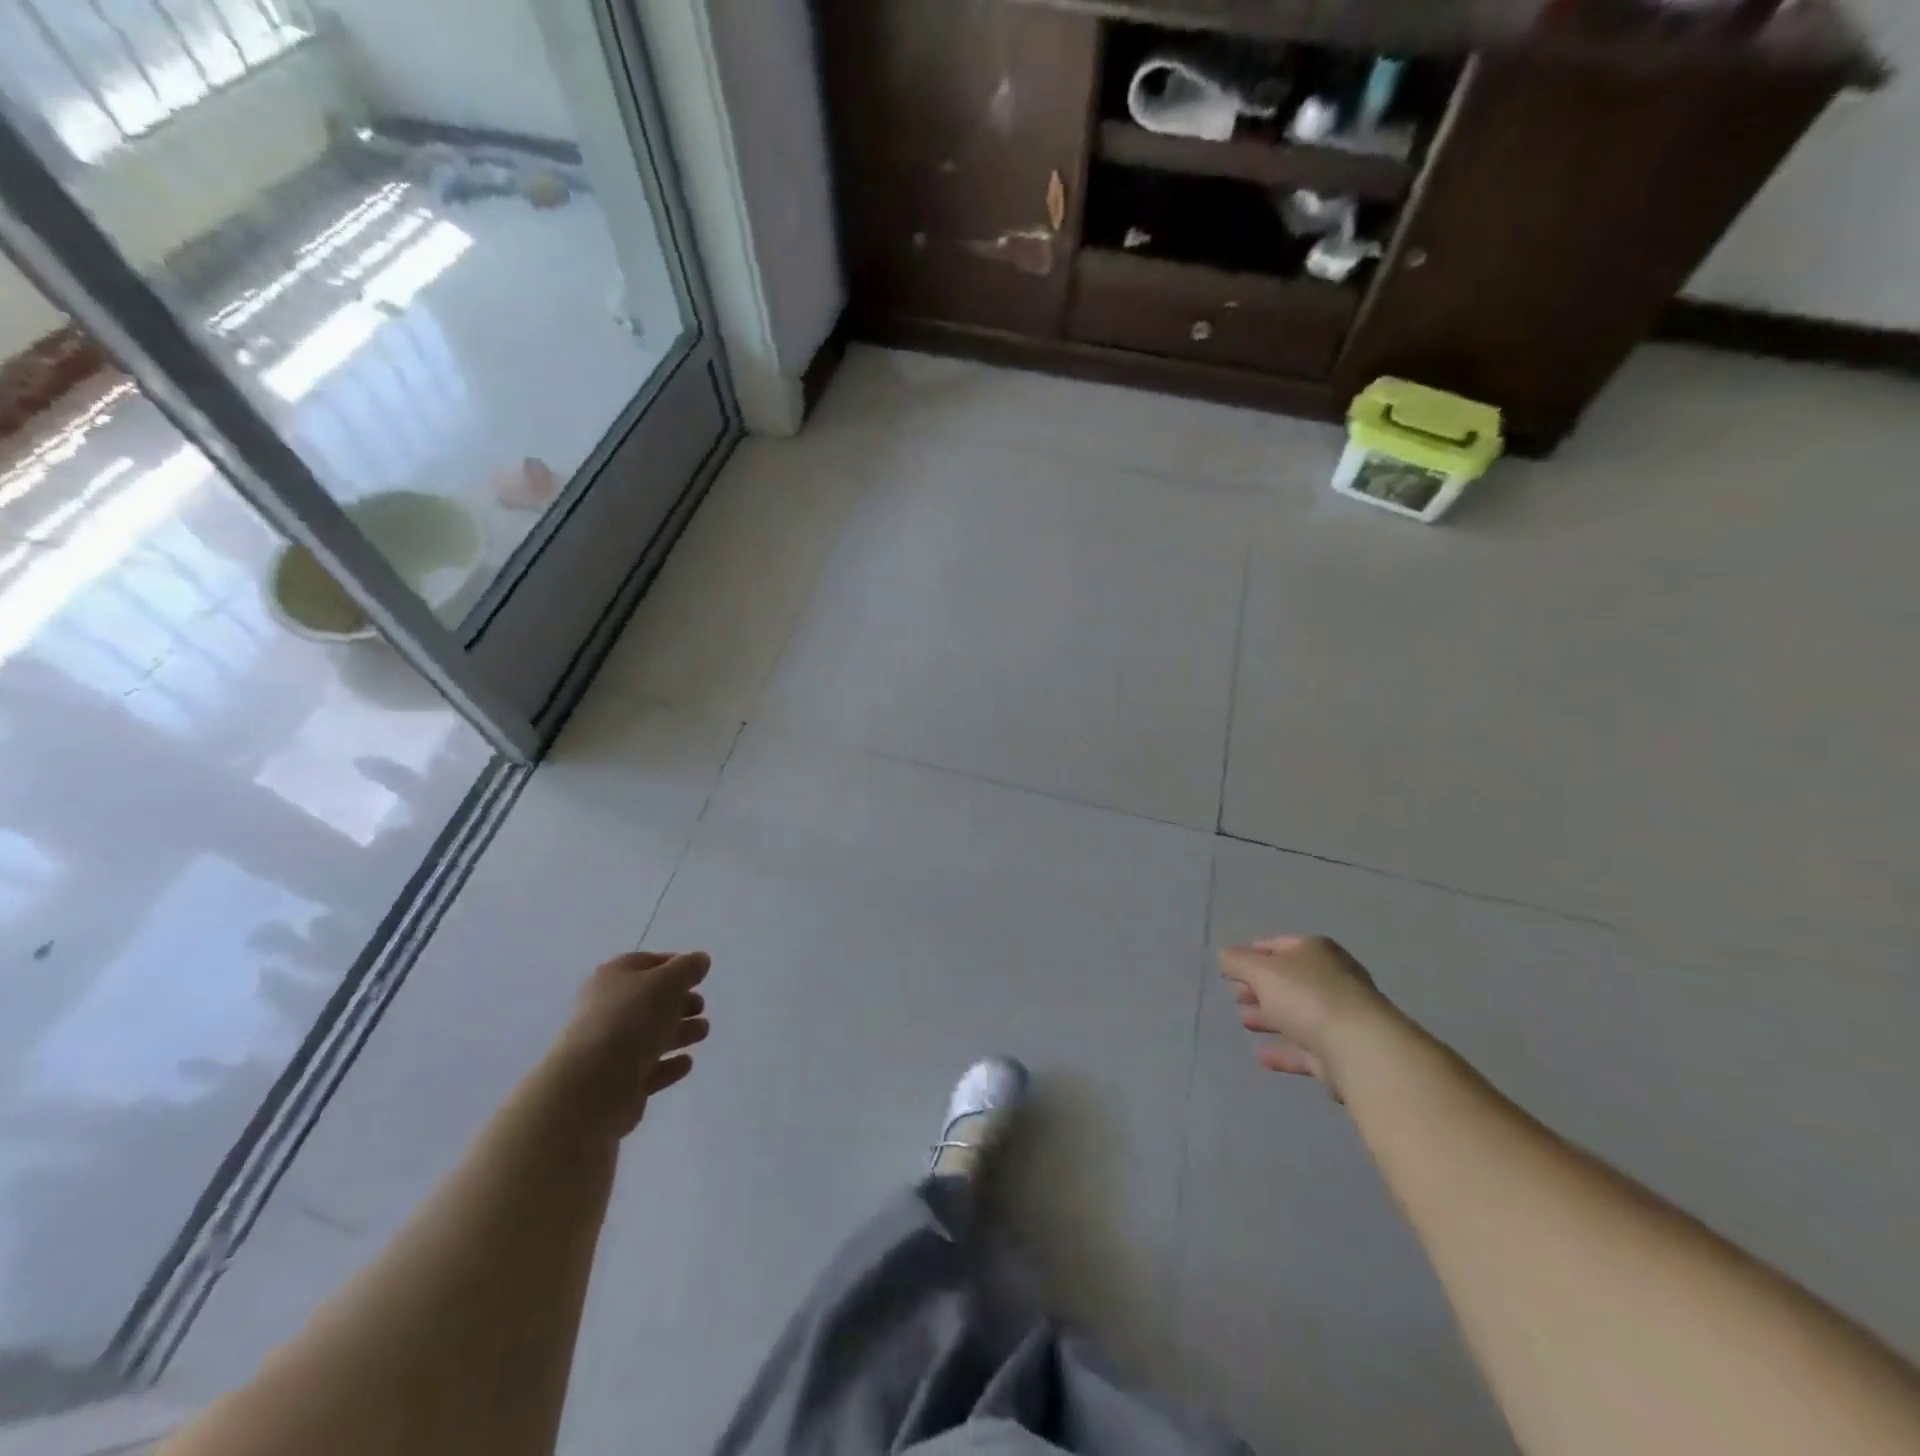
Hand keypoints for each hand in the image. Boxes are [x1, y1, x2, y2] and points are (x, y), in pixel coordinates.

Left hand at [546, 951, 711, 1136]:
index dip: (675, 965)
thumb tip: (700, 959)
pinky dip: (668, 1065)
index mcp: (613, 977)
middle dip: (680, 1003)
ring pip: (651, 1035)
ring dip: (680, 1032)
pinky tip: (686, 1062)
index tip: (700, 975)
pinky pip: (648, 1069)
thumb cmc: (632, 1020)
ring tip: (702, 1032)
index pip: (647, 963)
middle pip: (650, 1001)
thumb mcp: (668, 981)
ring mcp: (609, 1048)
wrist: (592, 1085)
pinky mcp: (617, 1083)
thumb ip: (688, 967)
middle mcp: (607, 1009)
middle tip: (701, 1007)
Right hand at [1219, 936, 1390, 1096]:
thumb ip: (1237, 962)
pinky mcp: (1342, 1052)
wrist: (1360, 1049)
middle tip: (1236, 995)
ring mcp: (1340, 1016)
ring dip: (1270, 1016)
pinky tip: (1262, 1057)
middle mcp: (1332, 978)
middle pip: (1289, 980)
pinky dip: (1283, 1050)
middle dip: (1260, 986)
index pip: (1279, 945)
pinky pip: (1306, 1047)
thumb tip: (1225, 957)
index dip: (1253, 952)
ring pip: (1297, 1013)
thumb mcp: (1261, 971)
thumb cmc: (1307, 997)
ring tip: (1244, 1021)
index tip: (1230, 965)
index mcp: (1316, 951)